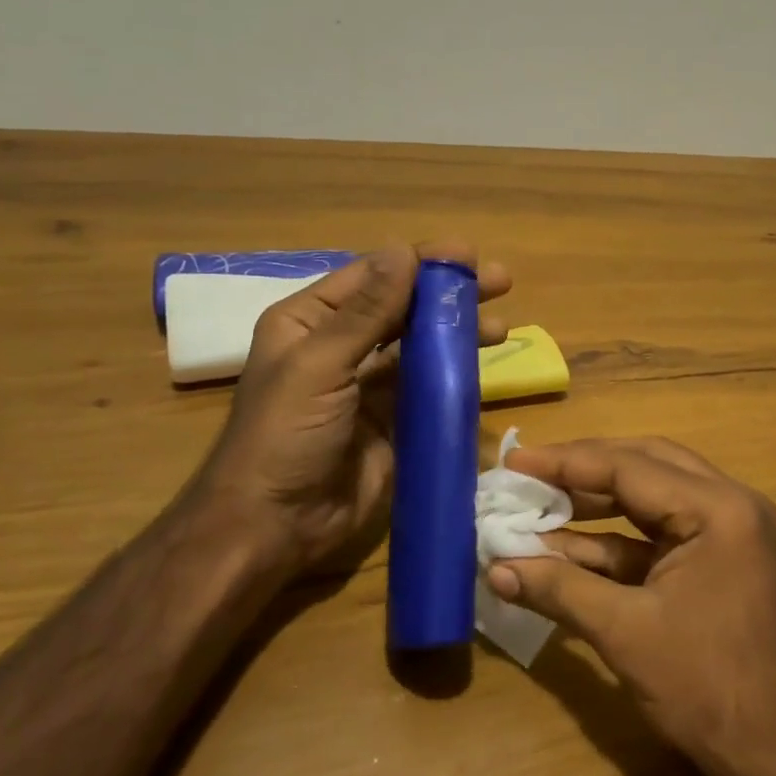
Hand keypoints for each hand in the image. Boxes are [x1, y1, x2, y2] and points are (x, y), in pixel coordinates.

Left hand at [190, 242, 510, 581]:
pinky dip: (456, 375)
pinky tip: (484, 366)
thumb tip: (403, 250)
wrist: (274, 525)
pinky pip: (429, 389)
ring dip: (459, 334)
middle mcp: (340, 347)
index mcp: (309, 322)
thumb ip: (367, 312)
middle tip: (499, 282)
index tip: (467, 254)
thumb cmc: (284, 436)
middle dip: (449, 295)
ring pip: (422, 348)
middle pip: (404, 309)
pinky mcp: (394, 421)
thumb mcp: (319, 365)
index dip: (420, 262)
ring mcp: (369, 386)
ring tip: (500, 328)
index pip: (373, 276)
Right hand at [487, 438, 775, 775]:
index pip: (631, 467)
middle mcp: (731, 505)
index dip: (567, 462)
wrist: (772, 756)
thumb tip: (494, 567)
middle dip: (584, 470)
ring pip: (652, 498)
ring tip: (538, 504)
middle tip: (530, 473)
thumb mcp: (624, 632)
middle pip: (646, 466)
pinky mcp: (720, 560)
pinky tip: (565, 548)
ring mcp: (730, 532)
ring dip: (596, 505)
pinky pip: (660, 534)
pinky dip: (616, 540)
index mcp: (719, 509)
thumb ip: (559, 588)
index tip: (515, 461)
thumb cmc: (704, 688)